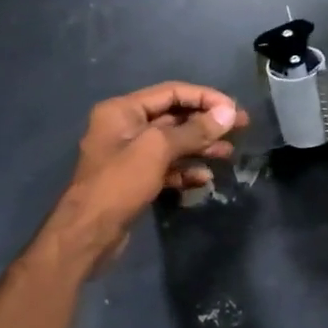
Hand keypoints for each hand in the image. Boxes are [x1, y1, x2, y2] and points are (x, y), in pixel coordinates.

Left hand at [49, 82, 245, 267]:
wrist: (87, 234)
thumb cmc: (119, 184)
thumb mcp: (157, 150)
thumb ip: (194, 130)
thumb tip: (229, 112)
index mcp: (123, 110)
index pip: (171, 93)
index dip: (205, 98)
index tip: (234, 109)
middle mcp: (125, 127)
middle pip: (174, 117)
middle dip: (206, 123)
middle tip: (241, 128)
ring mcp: (130, 155)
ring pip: (173, 144)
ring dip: (201, 147)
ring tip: (228, 154)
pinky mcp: (136, 180)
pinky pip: (167, 167)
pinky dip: (186, 170)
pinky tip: (204, 178)